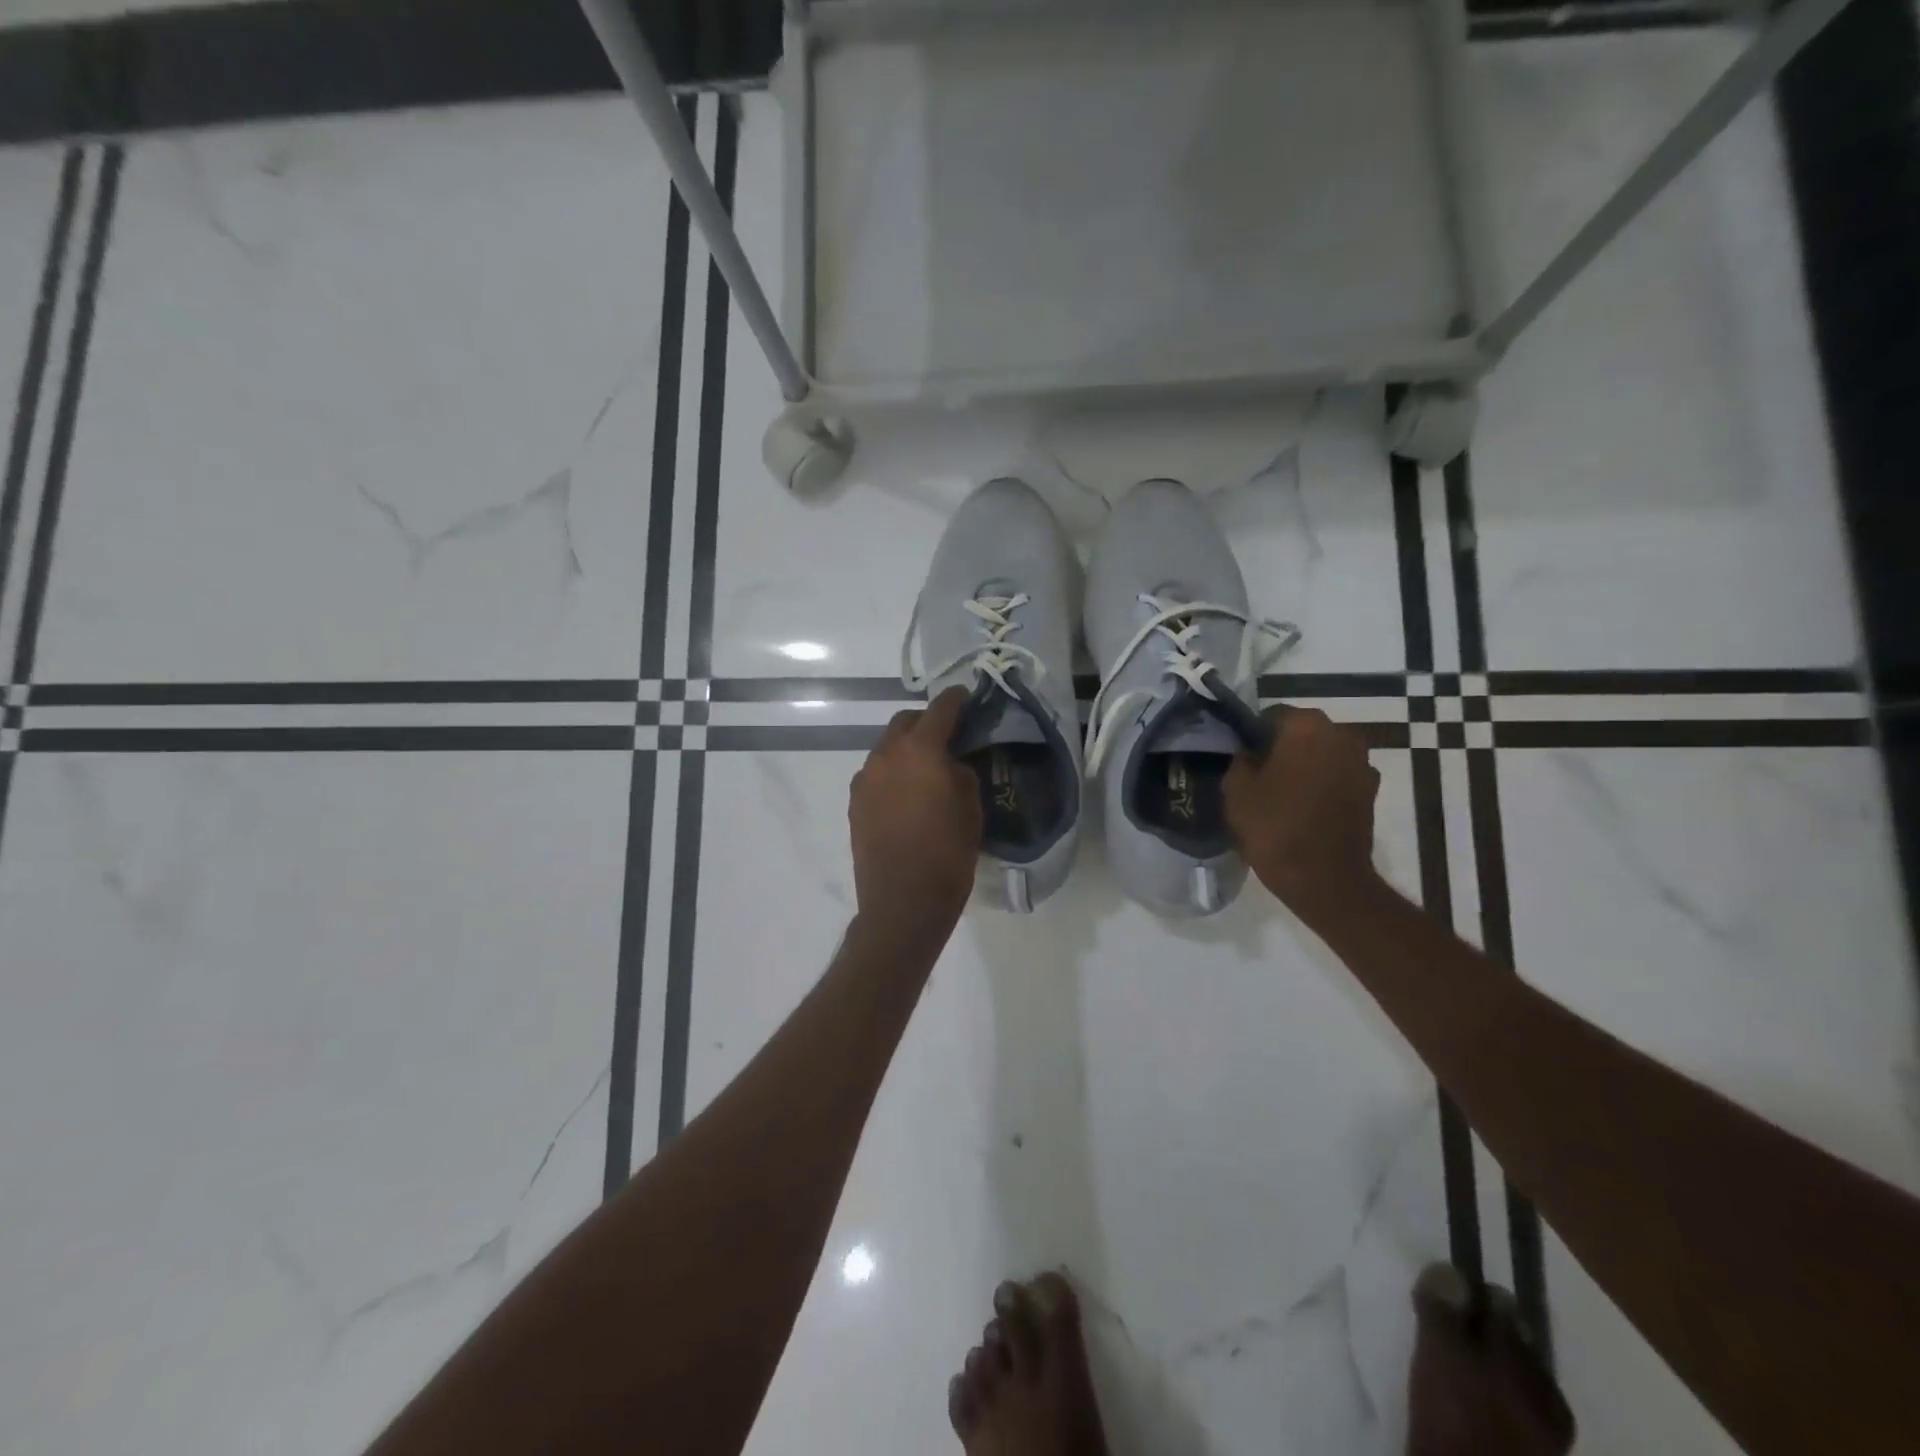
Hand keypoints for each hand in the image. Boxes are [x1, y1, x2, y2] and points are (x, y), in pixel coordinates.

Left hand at [849, 686, 982, 929]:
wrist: (903, 902)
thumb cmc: (947, 854)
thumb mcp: (971, 808)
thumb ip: (961, 772)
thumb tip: (949, 763)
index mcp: (919, 750)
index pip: (940, 709)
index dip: (956, 699)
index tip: (966, 696)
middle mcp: (885, 755)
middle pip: (904, 722)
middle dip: (926, 722)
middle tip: (947, 735)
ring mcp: (864, 779)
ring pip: (886, 748)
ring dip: (906, 748)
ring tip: (926, 768)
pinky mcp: (854, 803)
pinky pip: (875, 773)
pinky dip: (892, 772)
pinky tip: (907, 793)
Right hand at [1224, 706, 1380, 919]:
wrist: (1325, 878)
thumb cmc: (1275, 827)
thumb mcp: (1236, 790)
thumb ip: (1239, 760)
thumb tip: (1248, 753)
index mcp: (1305, 725)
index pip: (1271, 716)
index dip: (1252, 737)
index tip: (1242, 760)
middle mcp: (1340, 734)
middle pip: (1301, 732)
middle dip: (1281, 749)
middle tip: (1259, 777)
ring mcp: (1361, 763)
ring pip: (1321, 754)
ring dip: (1304, 766)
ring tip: (1282, 795)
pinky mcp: (1371, 791)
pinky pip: (1338, 777)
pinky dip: (1323, 785)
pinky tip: (1305, 809)